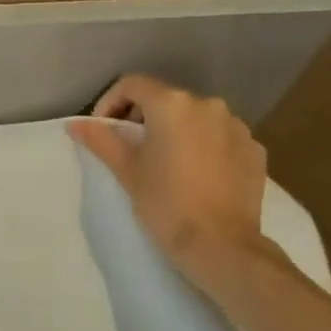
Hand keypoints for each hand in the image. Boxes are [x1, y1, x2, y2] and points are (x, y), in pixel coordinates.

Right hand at [68, 76, 274, 275]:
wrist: (222, 246)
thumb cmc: (166, 203)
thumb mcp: (126, 170)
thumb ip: (101, 139)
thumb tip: (75, 124)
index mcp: (172, 105)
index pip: (132, 85)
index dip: (110, 103)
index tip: (103, 130)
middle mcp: (207, 105)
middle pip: (164, 99)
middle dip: (143, 118)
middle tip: (130, 149)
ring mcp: (236, 126)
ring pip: (194, 118)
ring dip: (175, 131)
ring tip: (165, 162)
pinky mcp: (254, 149)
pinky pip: (219, 136)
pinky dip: (203, 145)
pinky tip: (195, 174)